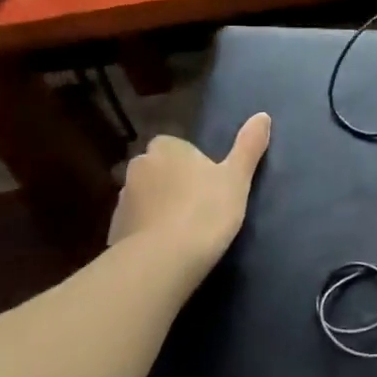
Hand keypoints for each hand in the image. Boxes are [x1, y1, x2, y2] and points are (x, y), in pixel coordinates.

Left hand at [107, 113, 271, 277]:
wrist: (161, 262)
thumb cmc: (204, 211)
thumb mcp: (236, 178)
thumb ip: (248, 145)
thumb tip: (263, 115)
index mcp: (166, 148)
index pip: (178, 146)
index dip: (193, 163)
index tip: (210, 183)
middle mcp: (139, 167)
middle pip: (159, 170)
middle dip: (173, 183)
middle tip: (200, 206)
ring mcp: (122, 200)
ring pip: (146, 197)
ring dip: (159, 208)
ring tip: (184, 231)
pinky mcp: (114, 232)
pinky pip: (136, 225)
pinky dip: (147, 233)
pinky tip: (166, 249)